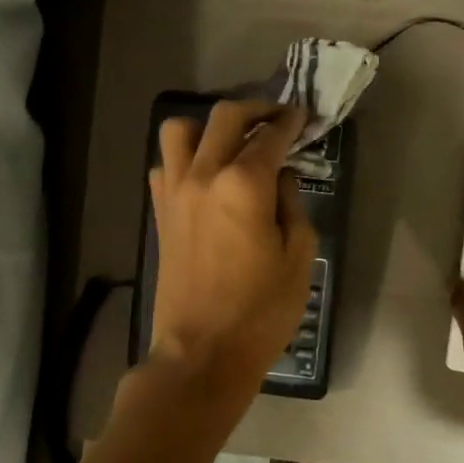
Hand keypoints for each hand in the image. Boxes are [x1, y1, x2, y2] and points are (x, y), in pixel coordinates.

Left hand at [147, 101, 317, 398]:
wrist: (201, 353)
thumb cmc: (261, 310)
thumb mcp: (298, 257)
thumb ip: (292, 205)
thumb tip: (281, 177)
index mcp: (244, 184)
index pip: (269, 136)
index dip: (290, 121)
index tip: (303, 116)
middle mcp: (203, 175)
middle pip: (224, 117)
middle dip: (255, 109)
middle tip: (276, 118)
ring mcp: (174, 192)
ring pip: (180, 130)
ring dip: (209, 126)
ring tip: (232, 142)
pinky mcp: (160, 213)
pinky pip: (164, 165)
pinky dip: (184, 157)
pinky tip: (205, 176)